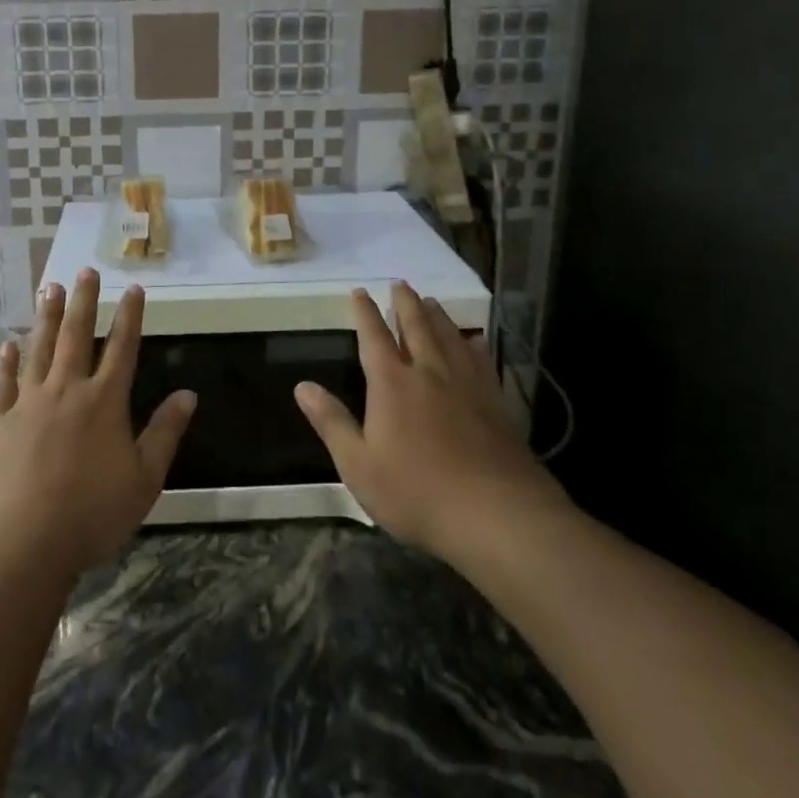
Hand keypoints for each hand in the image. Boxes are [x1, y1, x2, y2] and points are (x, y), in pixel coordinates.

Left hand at [0, 269, 196, 579]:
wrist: (20, 543)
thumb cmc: (91, 514)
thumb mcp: (144, 479)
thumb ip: (165, 433)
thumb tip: (188, 394)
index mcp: (104, 402)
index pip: (123, 348)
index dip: (131, 316)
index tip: (134, 289)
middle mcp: (66, 390)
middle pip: (77, 336)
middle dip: (85, 302)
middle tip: (87, 270)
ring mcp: (27, 403)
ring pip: (39, 349)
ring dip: (47, 317)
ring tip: (50, 288)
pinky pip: (3, 383)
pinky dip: (6, 362)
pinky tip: (7, 345)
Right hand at [295, 282, 574, 568]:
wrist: (496, 515)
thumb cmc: (416, 492)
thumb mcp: (358, 464)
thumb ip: (331, 422)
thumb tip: (302, 386)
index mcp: (392, 384)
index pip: (373, 337)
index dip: (365, 312)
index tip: (359, 291)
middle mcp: (429, 373)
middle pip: (416, 327)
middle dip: (405, 303)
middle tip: (400, 283)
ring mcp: (467, 385)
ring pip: (450, 337)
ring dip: (438, 316)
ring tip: (431, 301)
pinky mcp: (495, 403)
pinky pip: (481, 360)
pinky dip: (473, 343)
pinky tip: (474, 340)